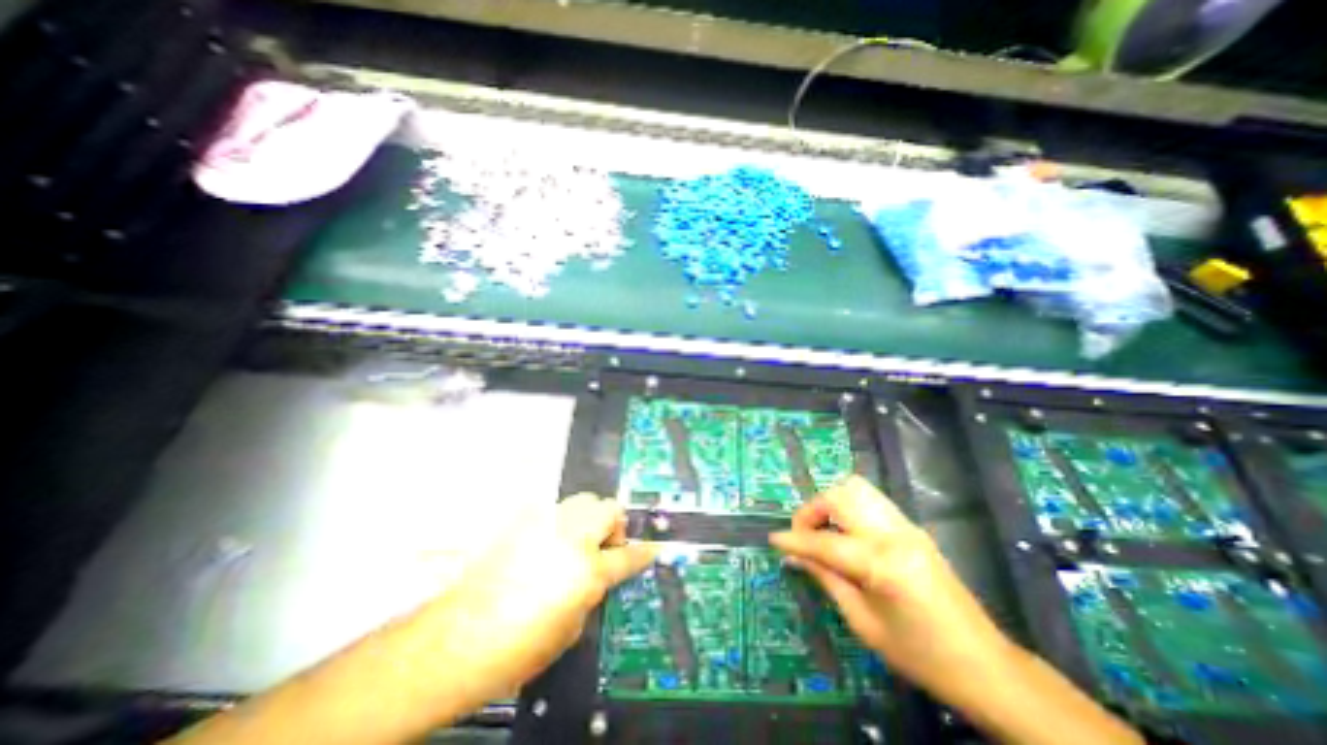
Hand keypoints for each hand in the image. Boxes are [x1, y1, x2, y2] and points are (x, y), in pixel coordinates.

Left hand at [422, 494, 654, 705]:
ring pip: (583, 501)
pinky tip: (549, 545)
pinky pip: (555, 511)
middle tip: (604, 547)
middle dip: (614, 524)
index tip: (653, 548)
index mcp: (587, 571)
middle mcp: (571, 538)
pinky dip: (562, 522)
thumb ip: (592, 591)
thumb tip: (597, 575)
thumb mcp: (571, 628)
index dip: (644, 552)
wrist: (458, 639)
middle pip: (608, 508)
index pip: (628, 555)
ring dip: (589, 518)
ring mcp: (546, 524)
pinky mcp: (524, 522)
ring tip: (577, 543)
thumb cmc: (519, 647)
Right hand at [769, 478, 1005, 692]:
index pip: (825, 541)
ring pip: (856, 488)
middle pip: (840, 496)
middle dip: (812, 510)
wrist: (987, 666)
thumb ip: (826, 579)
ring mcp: (906, 526)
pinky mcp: (912, 528)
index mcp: (882, 564)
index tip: (773, 540)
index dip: (794, 539)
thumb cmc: (921, 656)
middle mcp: (894, 534)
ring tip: (822, 530)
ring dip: (831, 503)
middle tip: (803, 535)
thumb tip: (795, 556)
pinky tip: (845, 533)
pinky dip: (849, 507)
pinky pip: (871, 501)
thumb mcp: (864, 623)